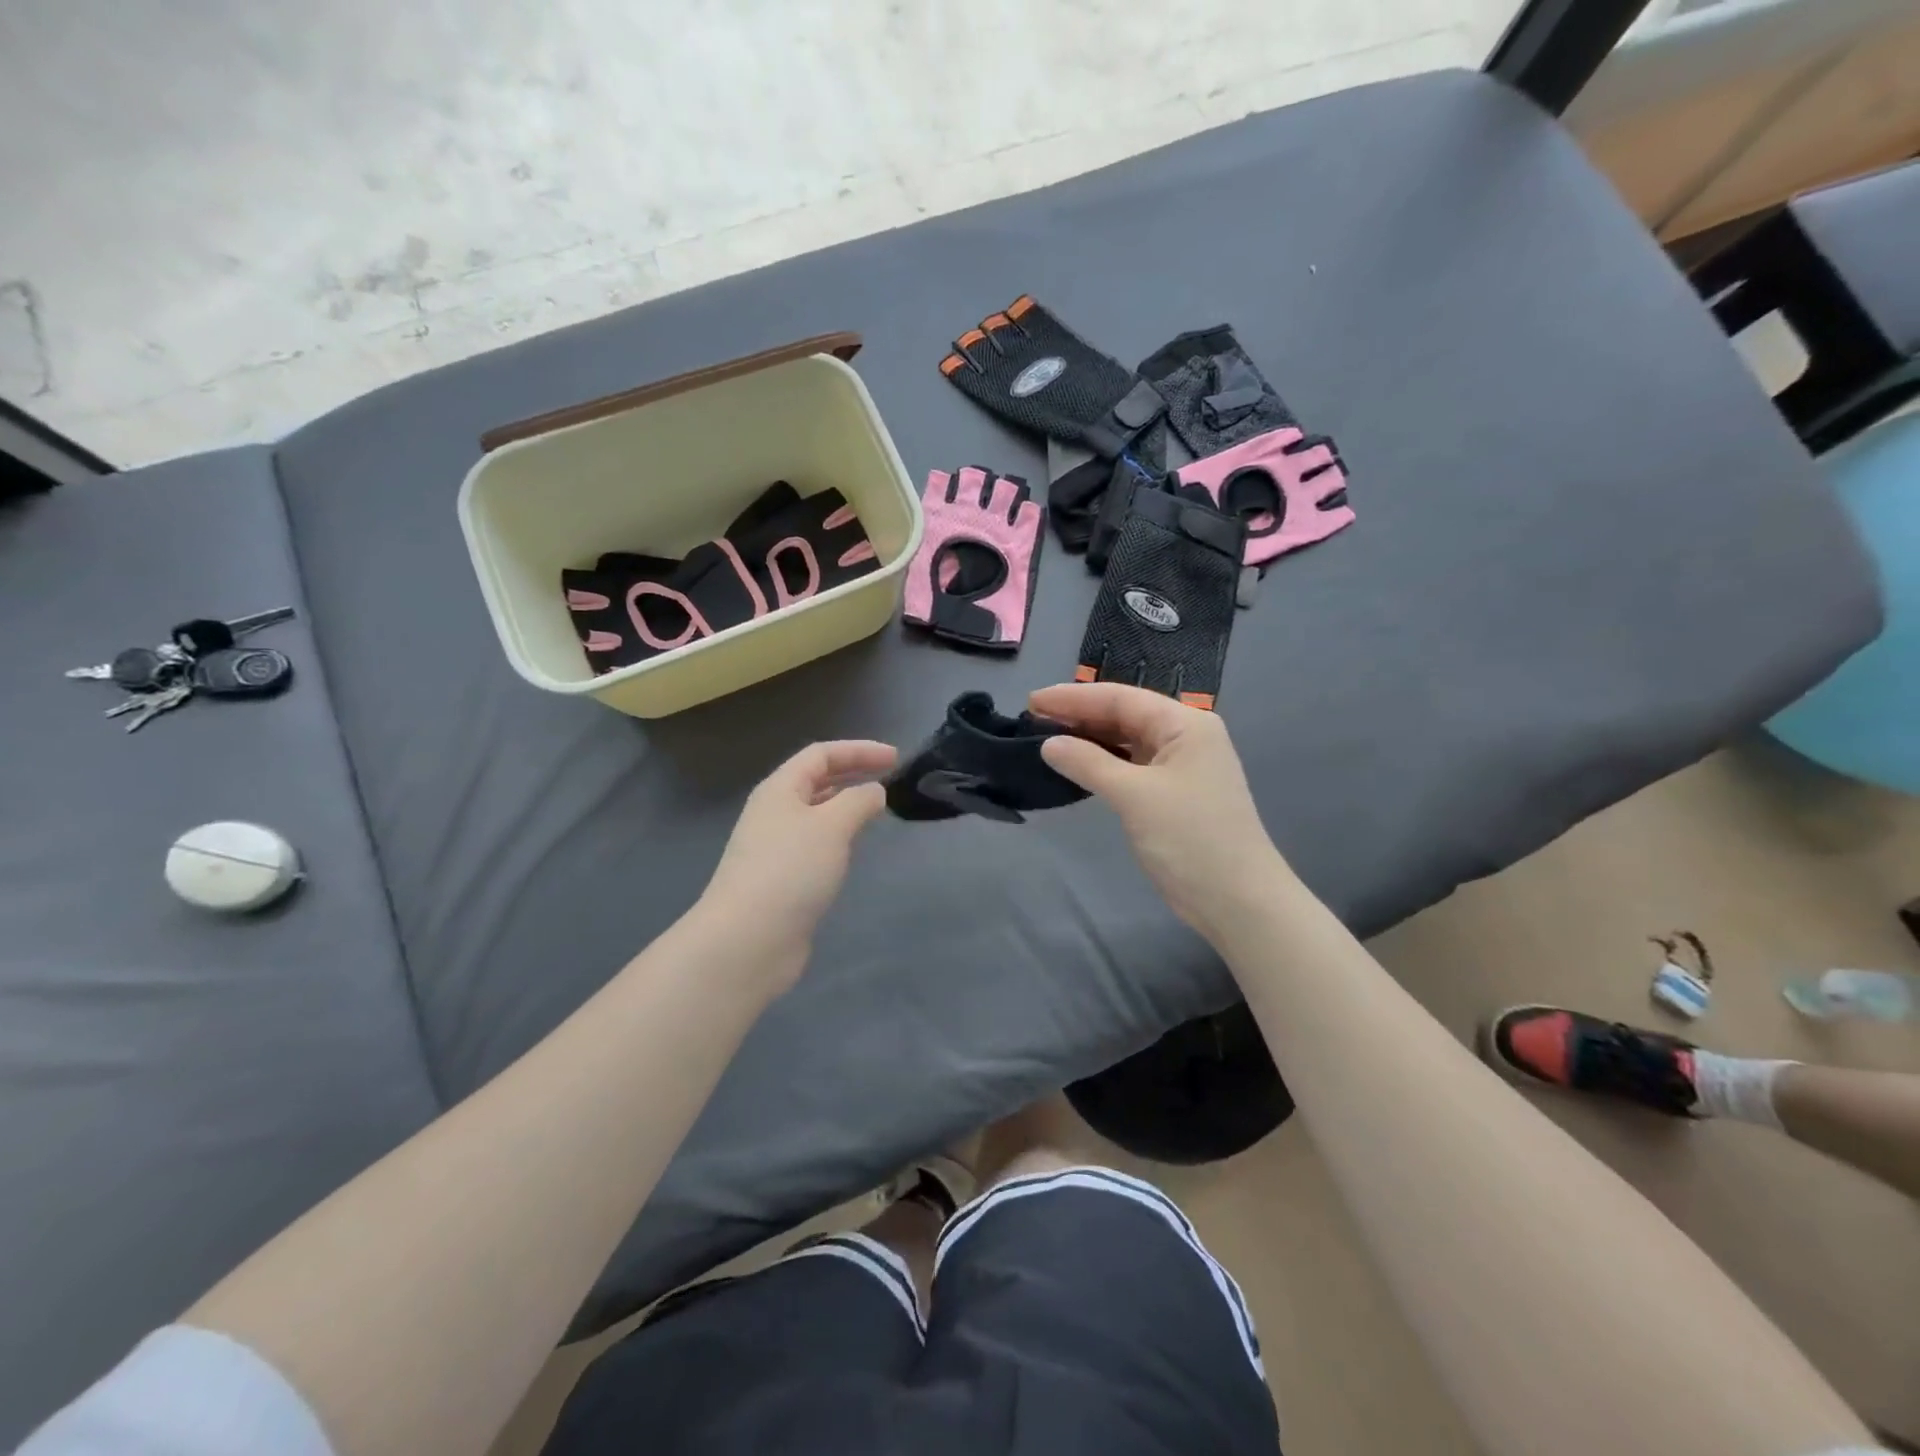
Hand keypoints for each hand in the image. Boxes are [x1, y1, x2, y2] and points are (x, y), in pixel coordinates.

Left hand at [694, 739, 897, 992]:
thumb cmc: (791, 871)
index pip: (821, 754)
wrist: (748, 940)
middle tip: (890, 778)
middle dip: (852, 773)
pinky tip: (853, 849)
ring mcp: (775, 847)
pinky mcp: (781, 879)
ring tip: (876, 810)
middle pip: (815, 780)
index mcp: (780, 790)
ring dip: (845, 805)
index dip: (858, 750)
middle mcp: (774, 812)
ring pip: (815, 813)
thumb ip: (859, 801)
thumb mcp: (832, 826)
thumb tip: (873, 792)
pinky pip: (814, 843)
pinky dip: (838, 836)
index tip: (895, 758)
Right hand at [1029, 683, 1288, 936]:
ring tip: (1048, 738)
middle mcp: (1186, 737)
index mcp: (1185, 724)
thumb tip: (1049, 744)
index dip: (1074, 697)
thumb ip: (1089, 763)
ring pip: (1128, 741)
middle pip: (1125, 715)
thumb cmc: (1190, 839)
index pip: (1121, 698)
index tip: (1032, 700)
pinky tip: (1078, 765)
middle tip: (1033, 720)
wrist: (1237, 900)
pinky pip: (1133, 766)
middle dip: (1080, 715)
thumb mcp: (1134, 796)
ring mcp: (1182, 766)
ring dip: (1090, 739)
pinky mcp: (1174, 794)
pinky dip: (1104, 763)